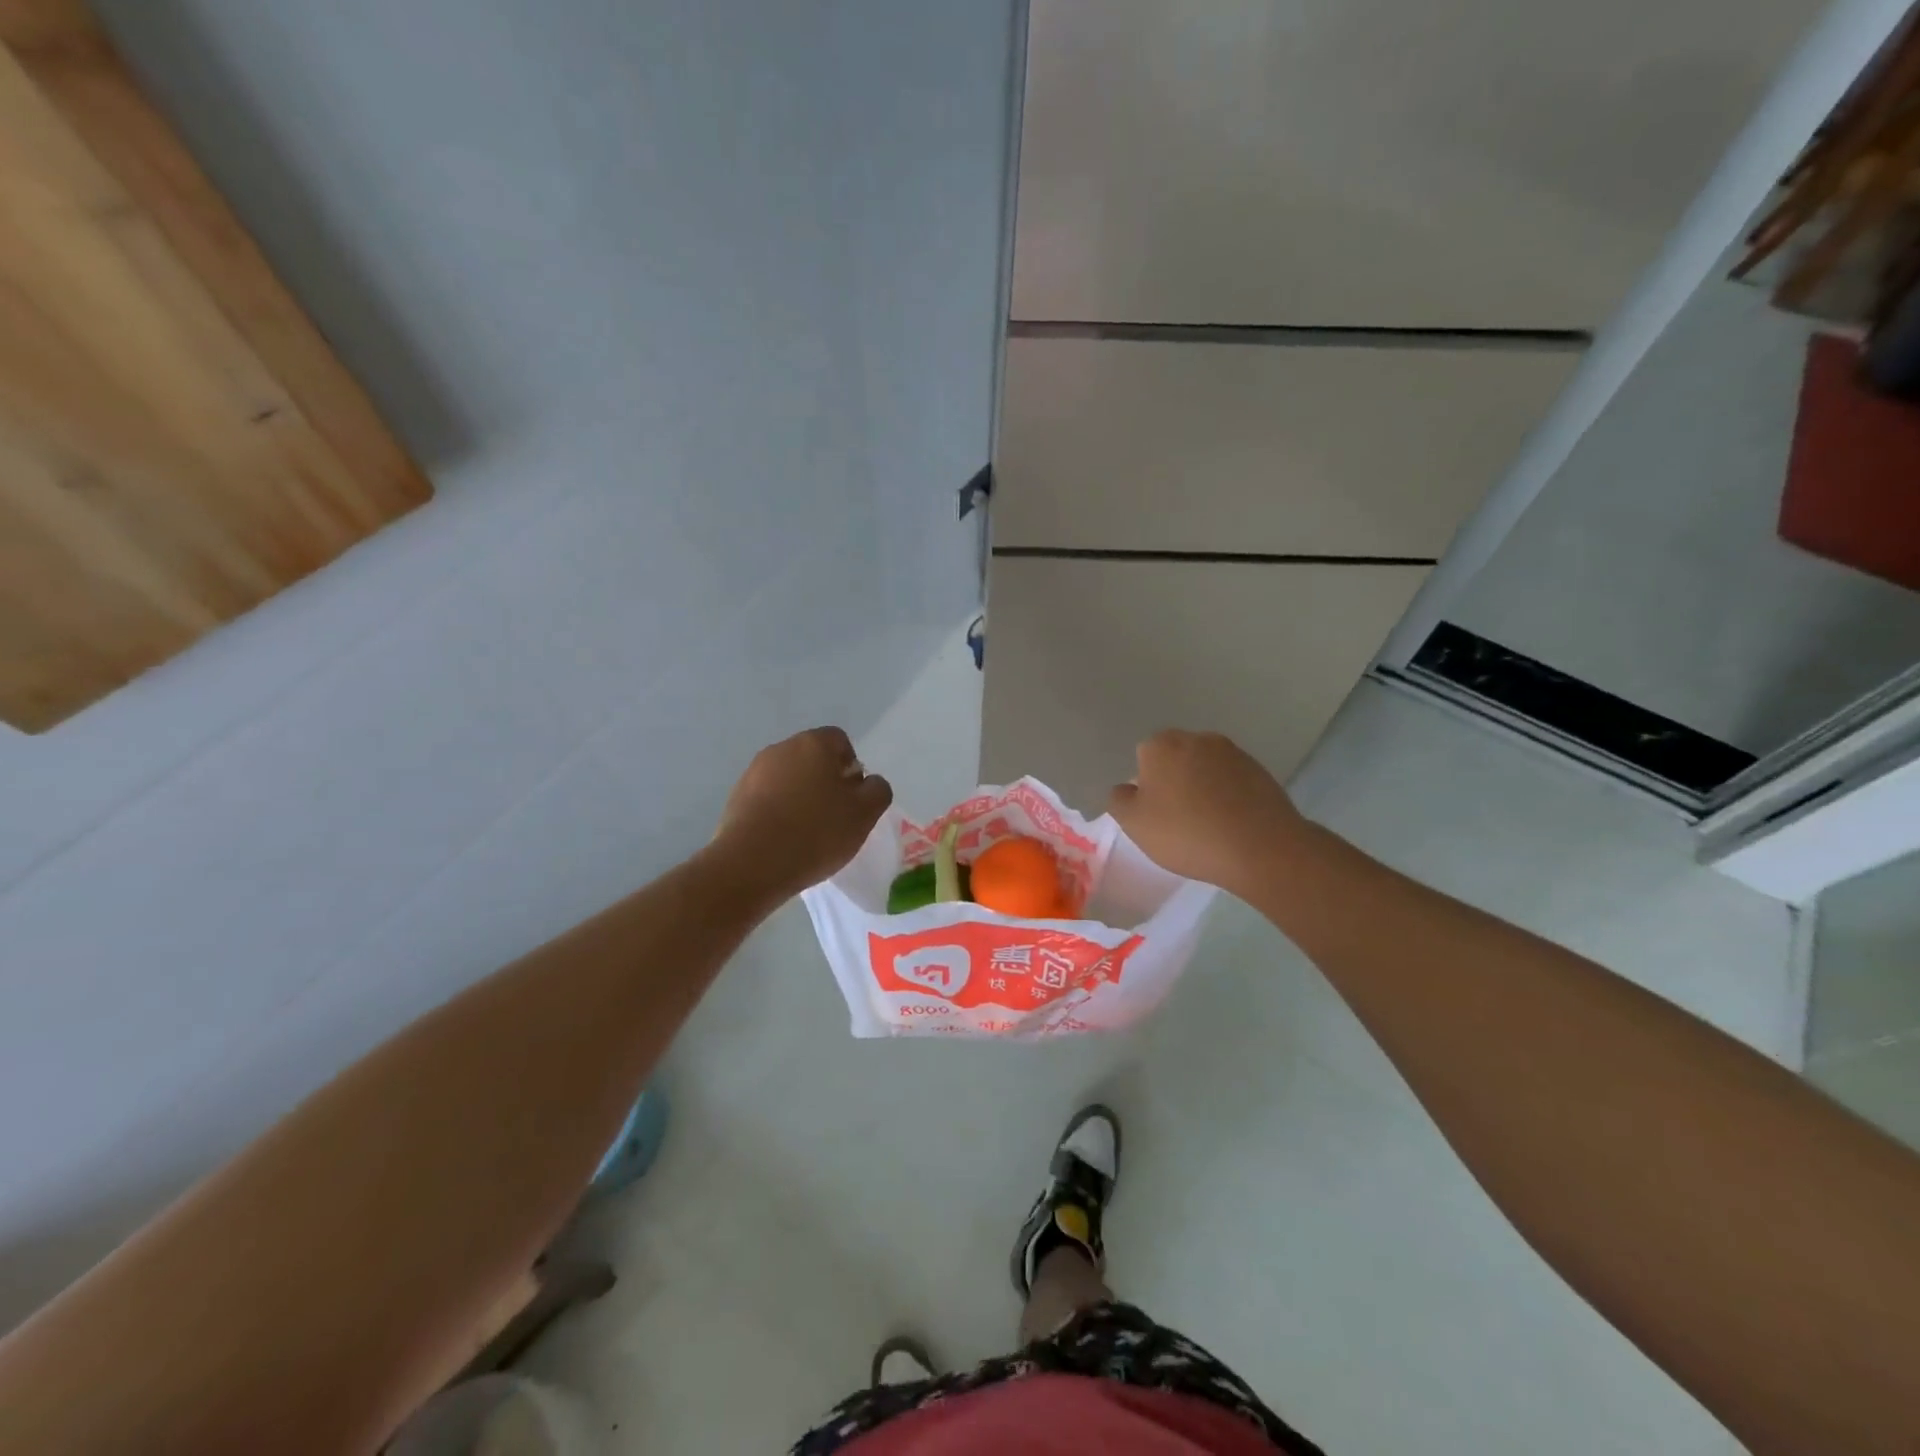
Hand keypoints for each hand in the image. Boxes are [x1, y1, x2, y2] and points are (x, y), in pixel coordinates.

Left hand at [712, 727, 892, 900]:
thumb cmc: (816, 833)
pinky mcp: (736, 797)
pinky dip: (778, 812)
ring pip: (788, 779)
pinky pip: (767, 798)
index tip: (852, 799)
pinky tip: (783, 839)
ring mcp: (754, 771)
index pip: (840, 742)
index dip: (851, 769)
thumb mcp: (865, 814)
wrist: (751, 863)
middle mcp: (781, 748)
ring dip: (800, 797)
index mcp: (814, 743)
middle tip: (834, 817)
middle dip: (825, 782)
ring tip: (806, 833)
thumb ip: (877, 790)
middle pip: (812, 759)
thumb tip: (868, 783)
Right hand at [1108, 730, 1308, 898]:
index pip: (1143, 757)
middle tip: (1177, 817)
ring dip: (1202, 786)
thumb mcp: (1134, 823)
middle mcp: (1197, 739)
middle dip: (1174, 780)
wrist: (1259, 847)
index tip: (1154, 812)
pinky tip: (1231, 822)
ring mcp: (1233, 752)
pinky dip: (1228, 795)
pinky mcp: (1260, 770)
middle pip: (1176, 757)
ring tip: (1207, 823)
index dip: (1146, 785)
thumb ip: (1119, 800)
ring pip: (1206, 767)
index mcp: (1162, 746)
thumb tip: (1126, 788)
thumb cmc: (1186, 833)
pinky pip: (1232, 780)